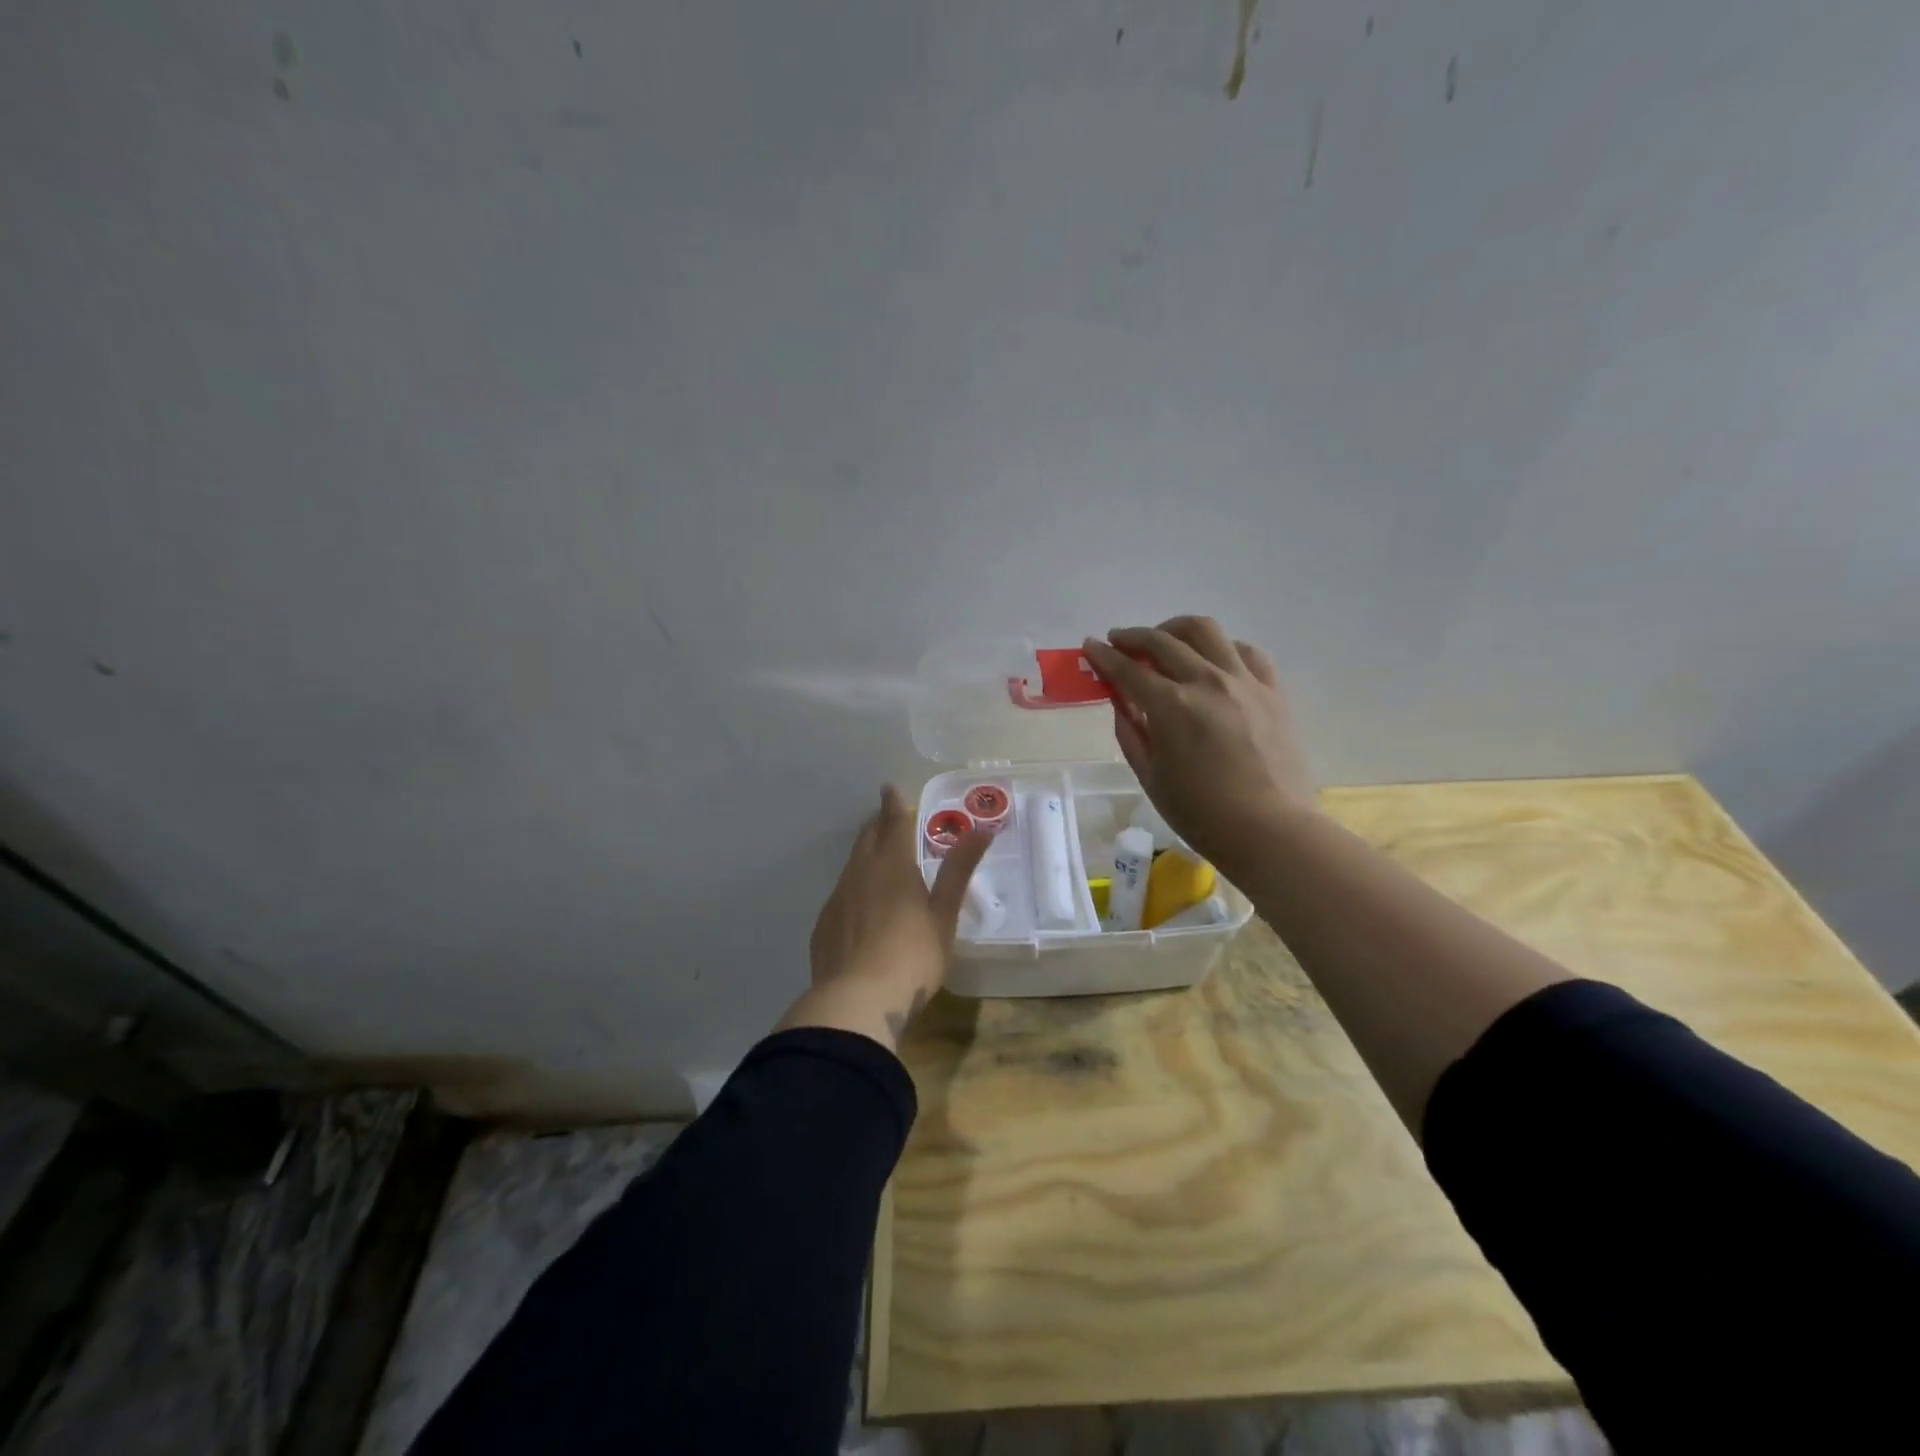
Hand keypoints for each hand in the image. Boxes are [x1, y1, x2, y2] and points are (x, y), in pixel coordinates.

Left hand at [778, 785, 991, 1051]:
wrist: (856, 1001)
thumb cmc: (912, 956)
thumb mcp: (944, 914)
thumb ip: (959, 870)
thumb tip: (982, 829)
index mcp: (892, 866)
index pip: (892, 823)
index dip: (893, 804)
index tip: (889, 788)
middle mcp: (860, 873)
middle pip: (867, 839)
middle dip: (877, 825)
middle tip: (887, 820)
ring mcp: (837, 899)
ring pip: (851, 866)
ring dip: (865, 856)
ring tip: (877, 861)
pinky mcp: (824, 926)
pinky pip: (841, 895)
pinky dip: (853, 889)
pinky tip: (860, 908)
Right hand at [1082, 617, 1316, 874]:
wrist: (1270, 830)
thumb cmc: (1201, 813)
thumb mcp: (1150, 776)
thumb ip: (1131, 733)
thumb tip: (1121, 702)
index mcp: (1171, 706)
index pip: (1128, 670)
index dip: (1104, 656)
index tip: (1091, 645)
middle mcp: (1206, 681)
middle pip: (1163, 640)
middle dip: (1134, 636)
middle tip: (1119, 641)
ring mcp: (1244, 682)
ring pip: (1206, 631)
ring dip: (1177, 629)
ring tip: (1166, 640)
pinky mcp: (1272, 691)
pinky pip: (1245, 652)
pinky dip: (1221, 648)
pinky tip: (1213, 660)